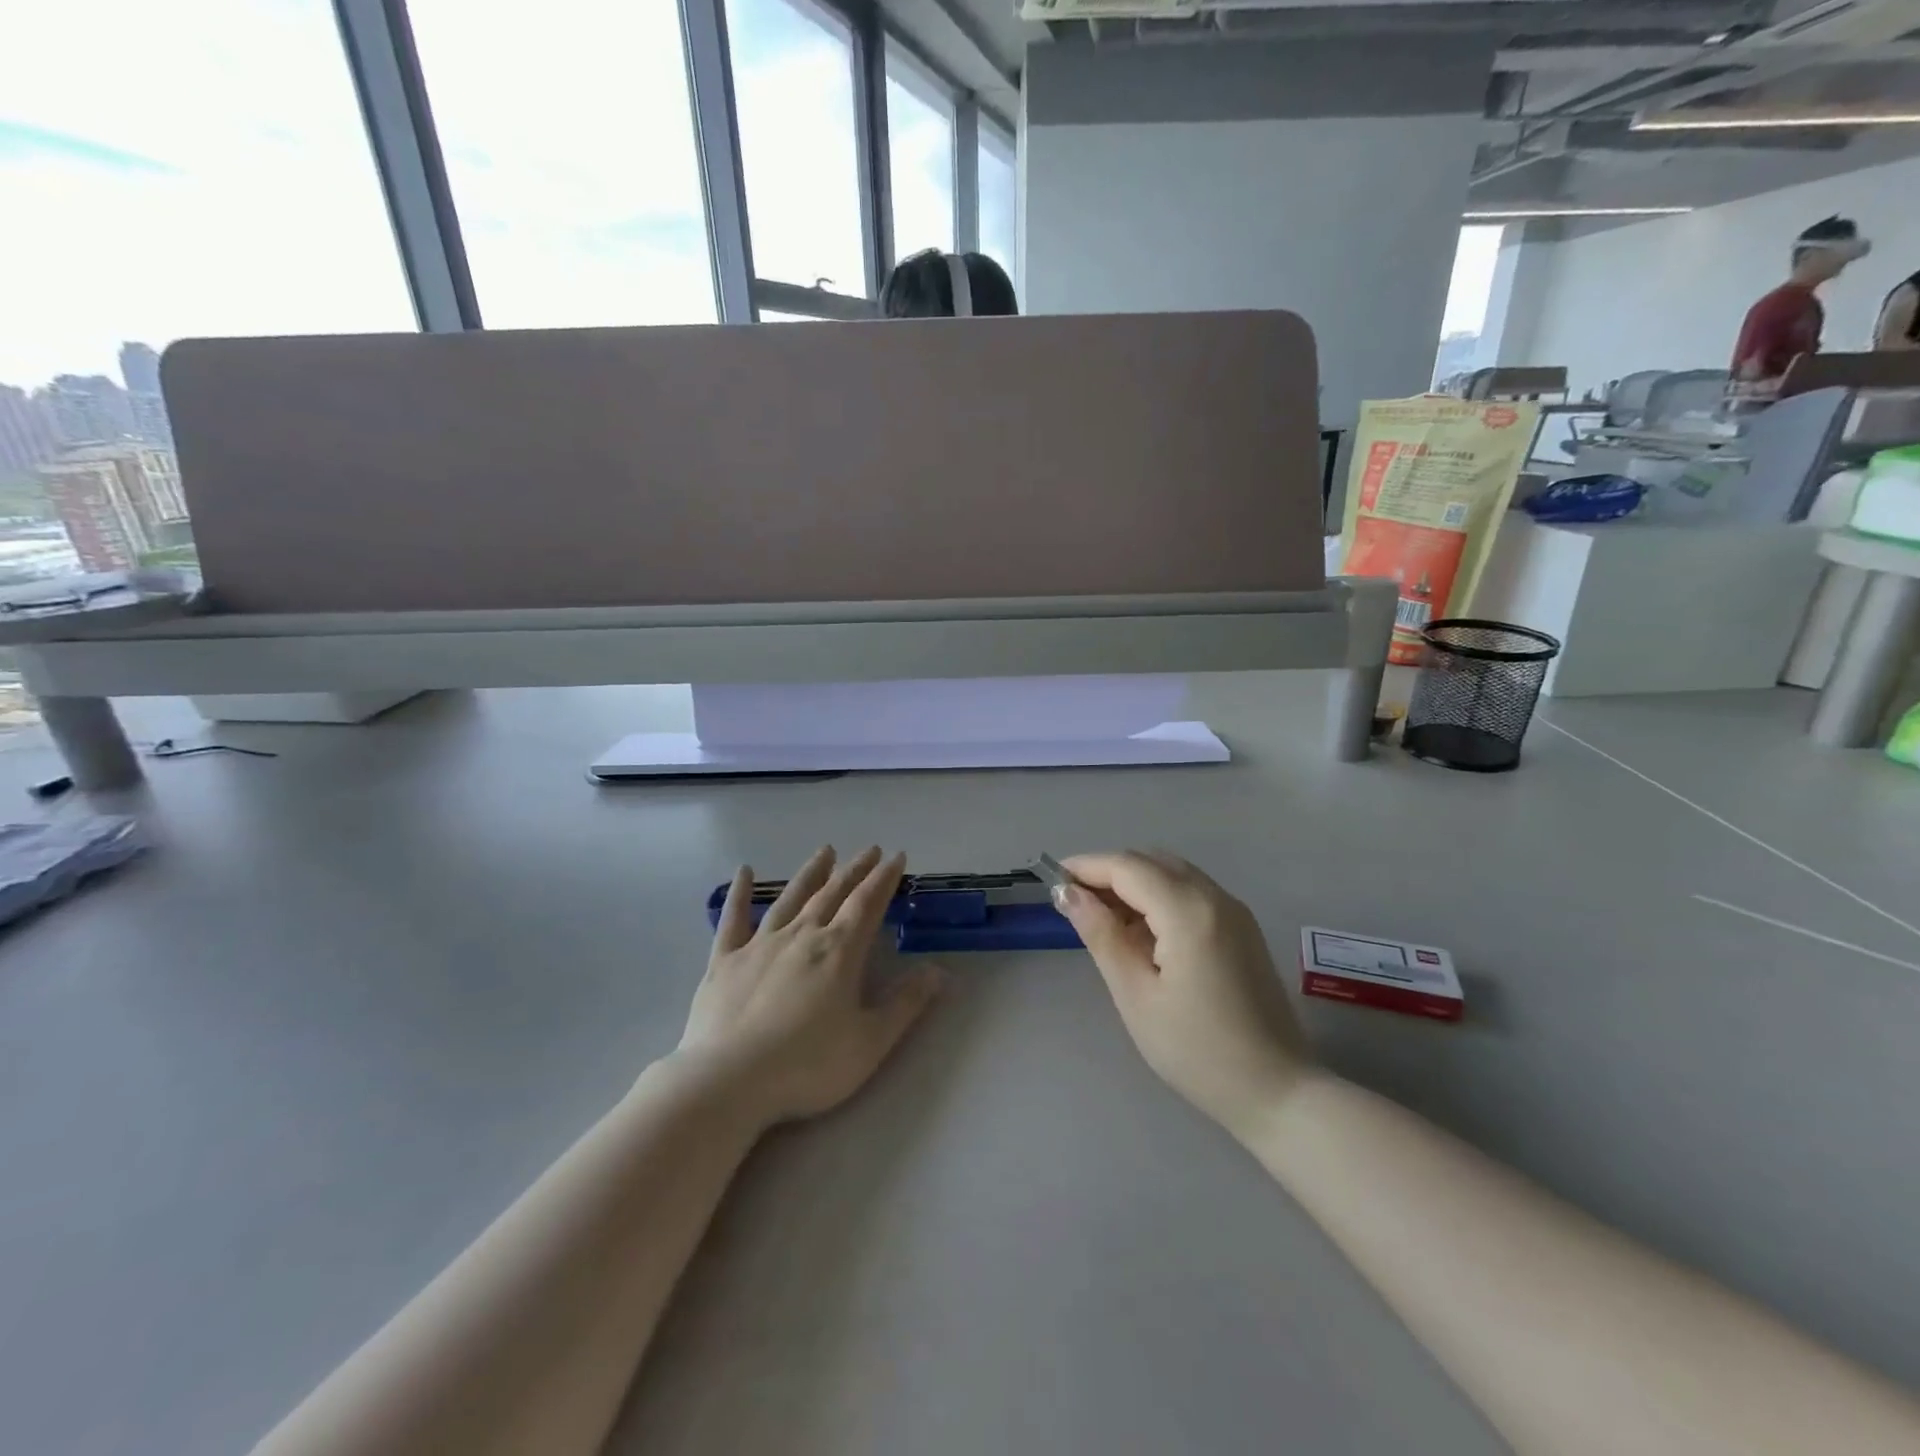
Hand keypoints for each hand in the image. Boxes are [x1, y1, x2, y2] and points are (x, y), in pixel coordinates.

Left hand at [676, 846, 941, 1127]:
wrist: (729, 1081)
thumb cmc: (807, 1065)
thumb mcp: (870, 1042)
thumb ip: (906, 1004)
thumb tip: (940, 971)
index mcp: (839, 951)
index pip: (867, 903)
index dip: (884, 878)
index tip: (897, 857)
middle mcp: (802, 935)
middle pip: (833, 893)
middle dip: (855, 870)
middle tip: (870, 850)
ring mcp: (760, 944)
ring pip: (791, 898)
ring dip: (811, 873)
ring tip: (825, 851)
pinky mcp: (725, 960)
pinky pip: (734, 919)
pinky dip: (739, 893)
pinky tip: (743, 872)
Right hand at [1055, 851, 1312, 1139]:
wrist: (1277, 1090)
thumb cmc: (1196, 1051)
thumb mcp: (1136, 995)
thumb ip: (1101, 935)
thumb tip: (1068, 893)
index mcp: (1189, 912)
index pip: (1127, 867)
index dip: (1087, 866)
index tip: (1053, 878)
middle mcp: (1215, 897)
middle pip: (1151, 862)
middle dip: (1108, 872)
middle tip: (1074, 903)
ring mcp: (1234, 910)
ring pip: (1172, 873)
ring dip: (1134, 883)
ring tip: (1102, 919)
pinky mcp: (1241, 927)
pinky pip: (1191, 892)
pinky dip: (1158, 897)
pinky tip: (1141, 932)